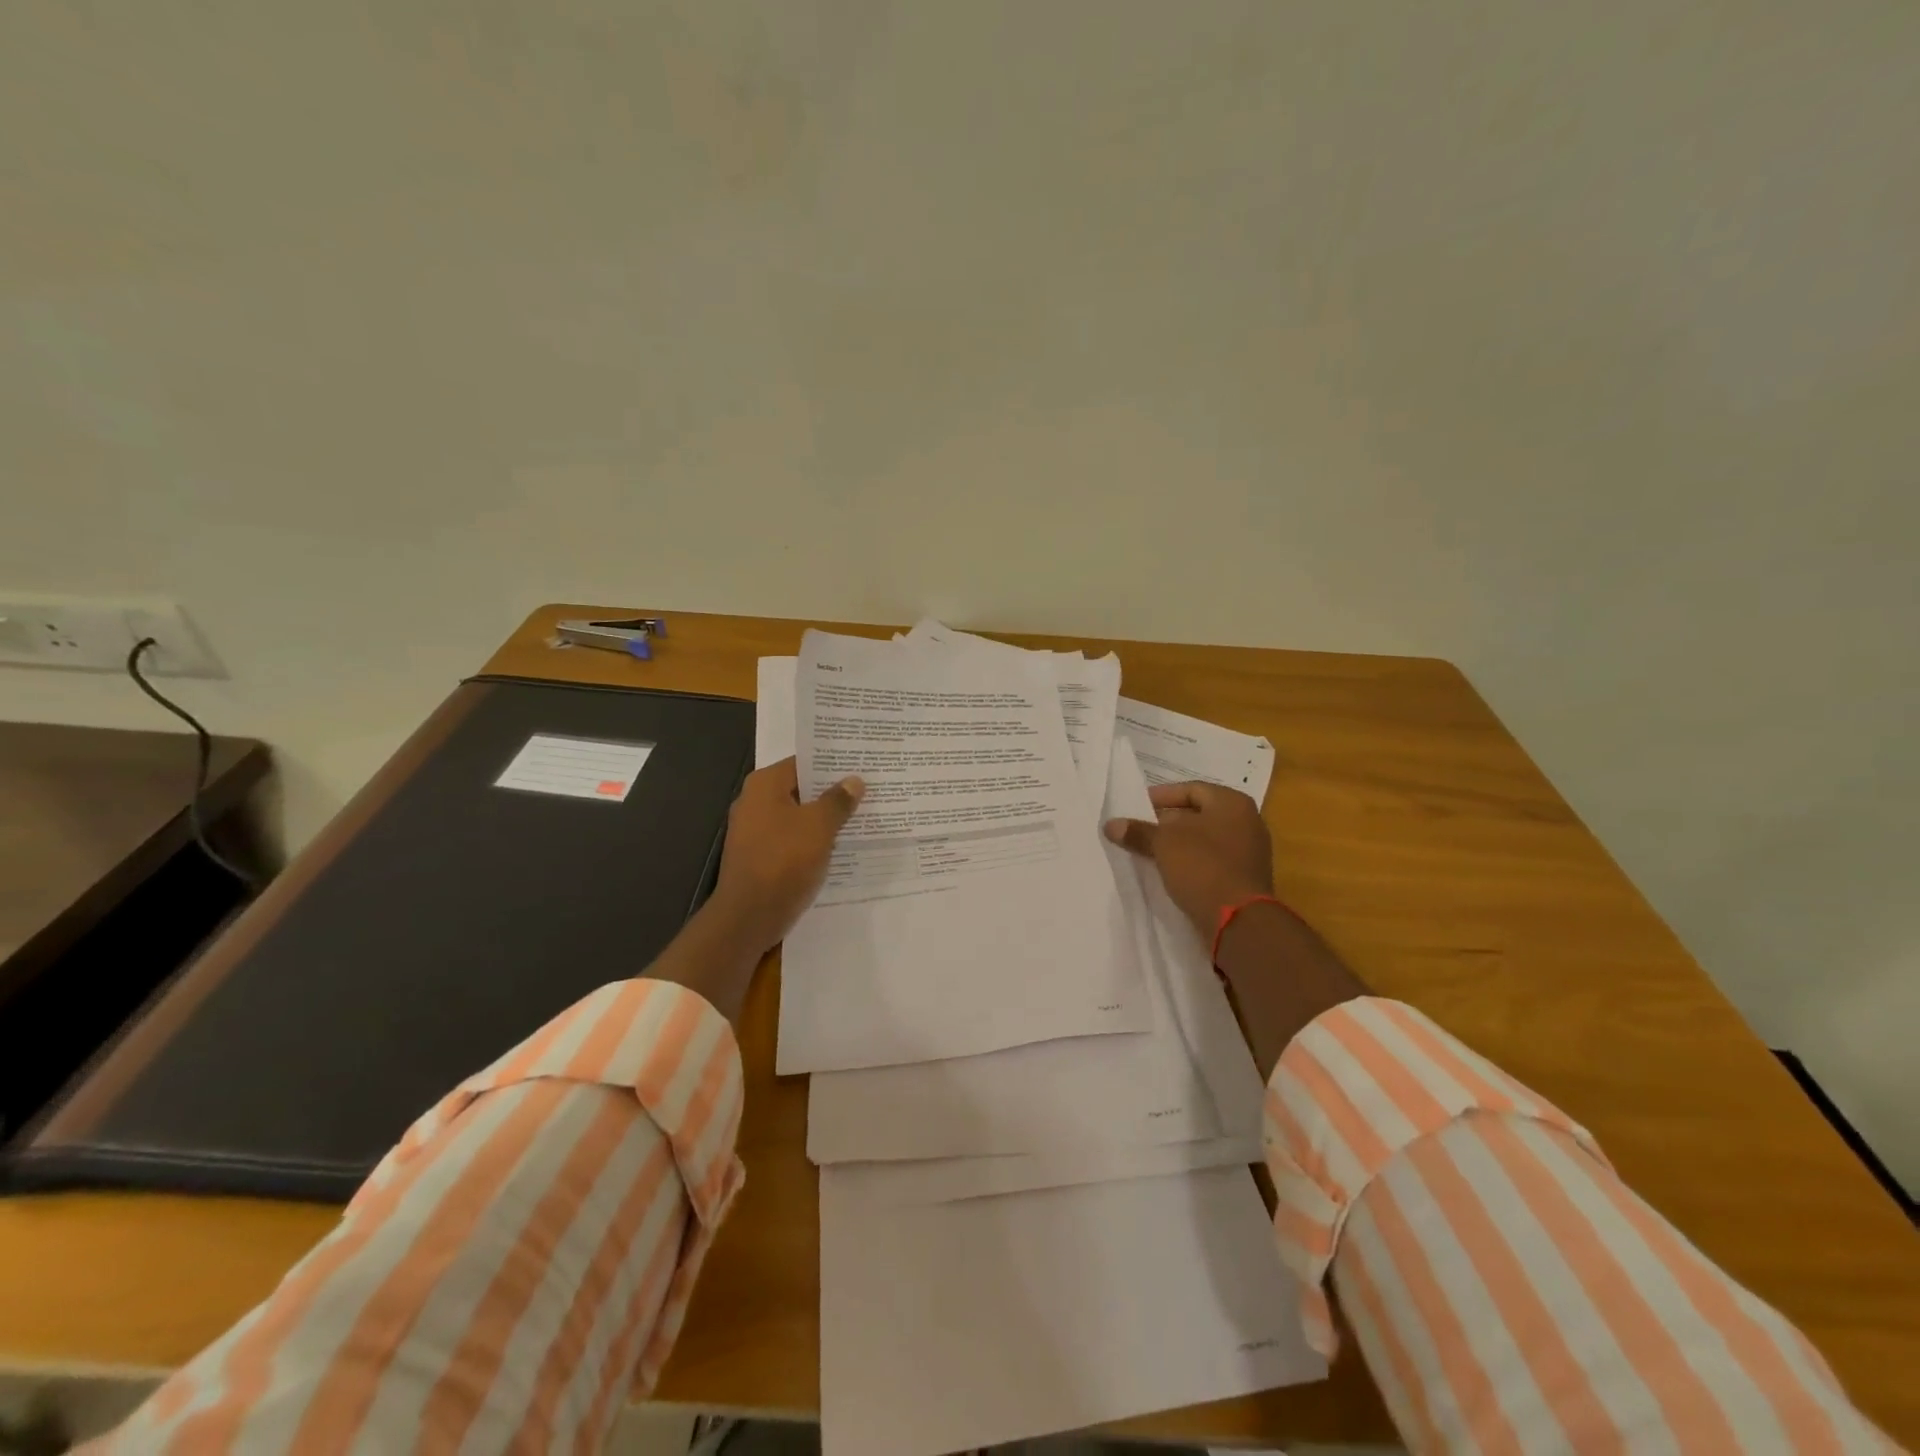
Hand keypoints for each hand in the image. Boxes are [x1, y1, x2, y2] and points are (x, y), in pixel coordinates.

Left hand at [710, 758, 864, 954]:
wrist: (749, 916)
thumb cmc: (783, 860)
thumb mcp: (819, 826)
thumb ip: (838, 801)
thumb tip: (854, 781)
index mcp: (765, 785)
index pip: (803, 762)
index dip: (832, 764)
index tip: (861, 764)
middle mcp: (755, 802)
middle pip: (801, 790)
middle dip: (832, 792)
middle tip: (869, 790)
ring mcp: (755, 832)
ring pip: (799, 817)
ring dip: (825, 819)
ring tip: (862, 817)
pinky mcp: (761, 857)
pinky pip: (793, 840)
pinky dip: (814, 841)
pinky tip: (841, 847)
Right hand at [1104, 781, 1272, 939]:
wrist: (1239, 921)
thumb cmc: (1203, 866)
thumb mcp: (1163, 844)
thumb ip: (1138, 831)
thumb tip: (1111, 825)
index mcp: (1232, 803)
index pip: (1191, 789)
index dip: (1161, 796)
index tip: (1136, 807)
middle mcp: (1247, 822)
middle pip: (1198, 814)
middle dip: (1167, 822)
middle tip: (1139, 830)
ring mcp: (1249, 852)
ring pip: (1204, 840)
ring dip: (1177, 845)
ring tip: (1148, 852)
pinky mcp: (1245, 878)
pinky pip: (1212, 862)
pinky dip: (1190, 863)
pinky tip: (1168, 872)